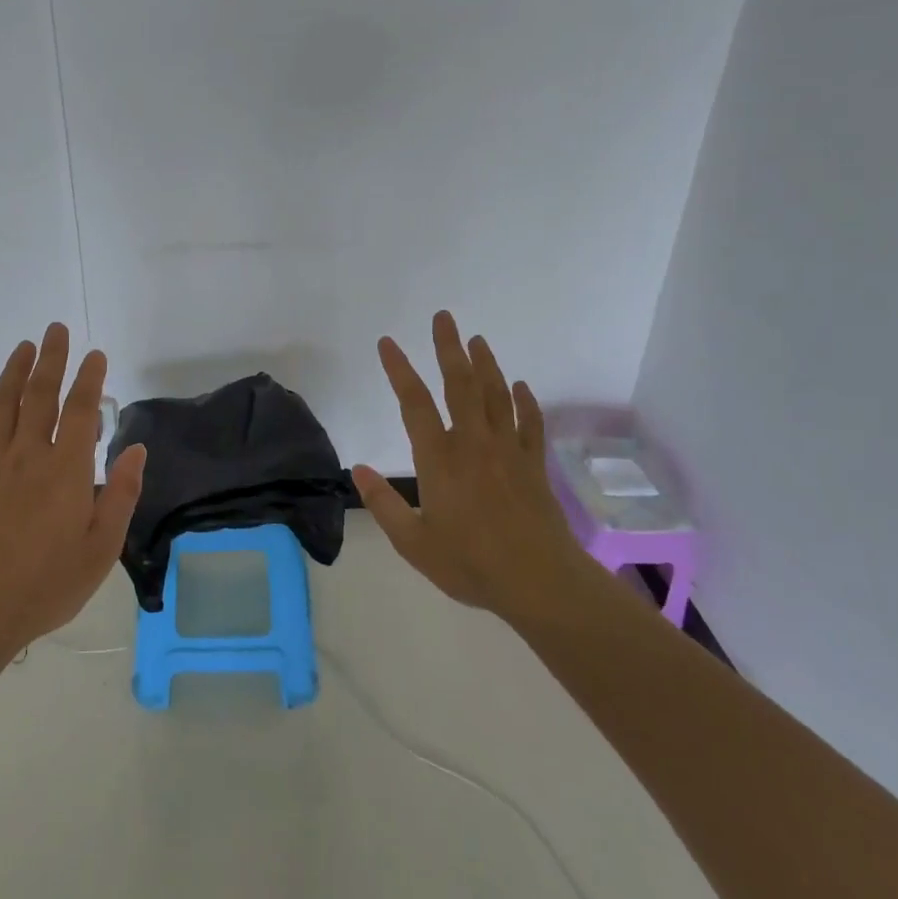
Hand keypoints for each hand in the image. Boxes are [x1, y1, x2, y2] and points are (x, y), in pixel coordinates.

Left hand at [0, 323, 146, 653]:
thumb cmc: (49, 583)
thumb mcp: (102, 547)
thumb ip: (122, 494)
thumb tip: (138, 448)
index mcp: (67, 470)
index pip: (82, 410)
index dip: (91, 378)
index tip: (96, 354)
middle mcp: (29, 455)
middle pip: (40, 395)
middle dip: (51, 359)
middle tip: (56, 329)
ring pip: (3, 405)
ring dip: (13, 372)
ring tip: (23, 346)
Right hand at [352, 311, 585, 625]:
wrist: (540, 582)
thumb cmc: (471, 563)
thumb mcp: (414, 543)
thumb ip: (383, 504)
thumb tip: (357, 470)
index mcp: (439, 459)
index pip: (414, 403)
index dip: (399, 369)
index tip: (388, 342)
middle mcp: (473, 443)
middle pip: (460, 384)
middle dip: (449, 348)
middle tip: (443, 317)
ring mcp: (508, 450)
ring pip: (495, 395)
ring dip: (486, 364)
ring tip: (477, 339)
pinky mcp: (533, 464)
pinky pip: (529, 423)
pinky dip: (525, 401)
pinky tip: (520, 386)